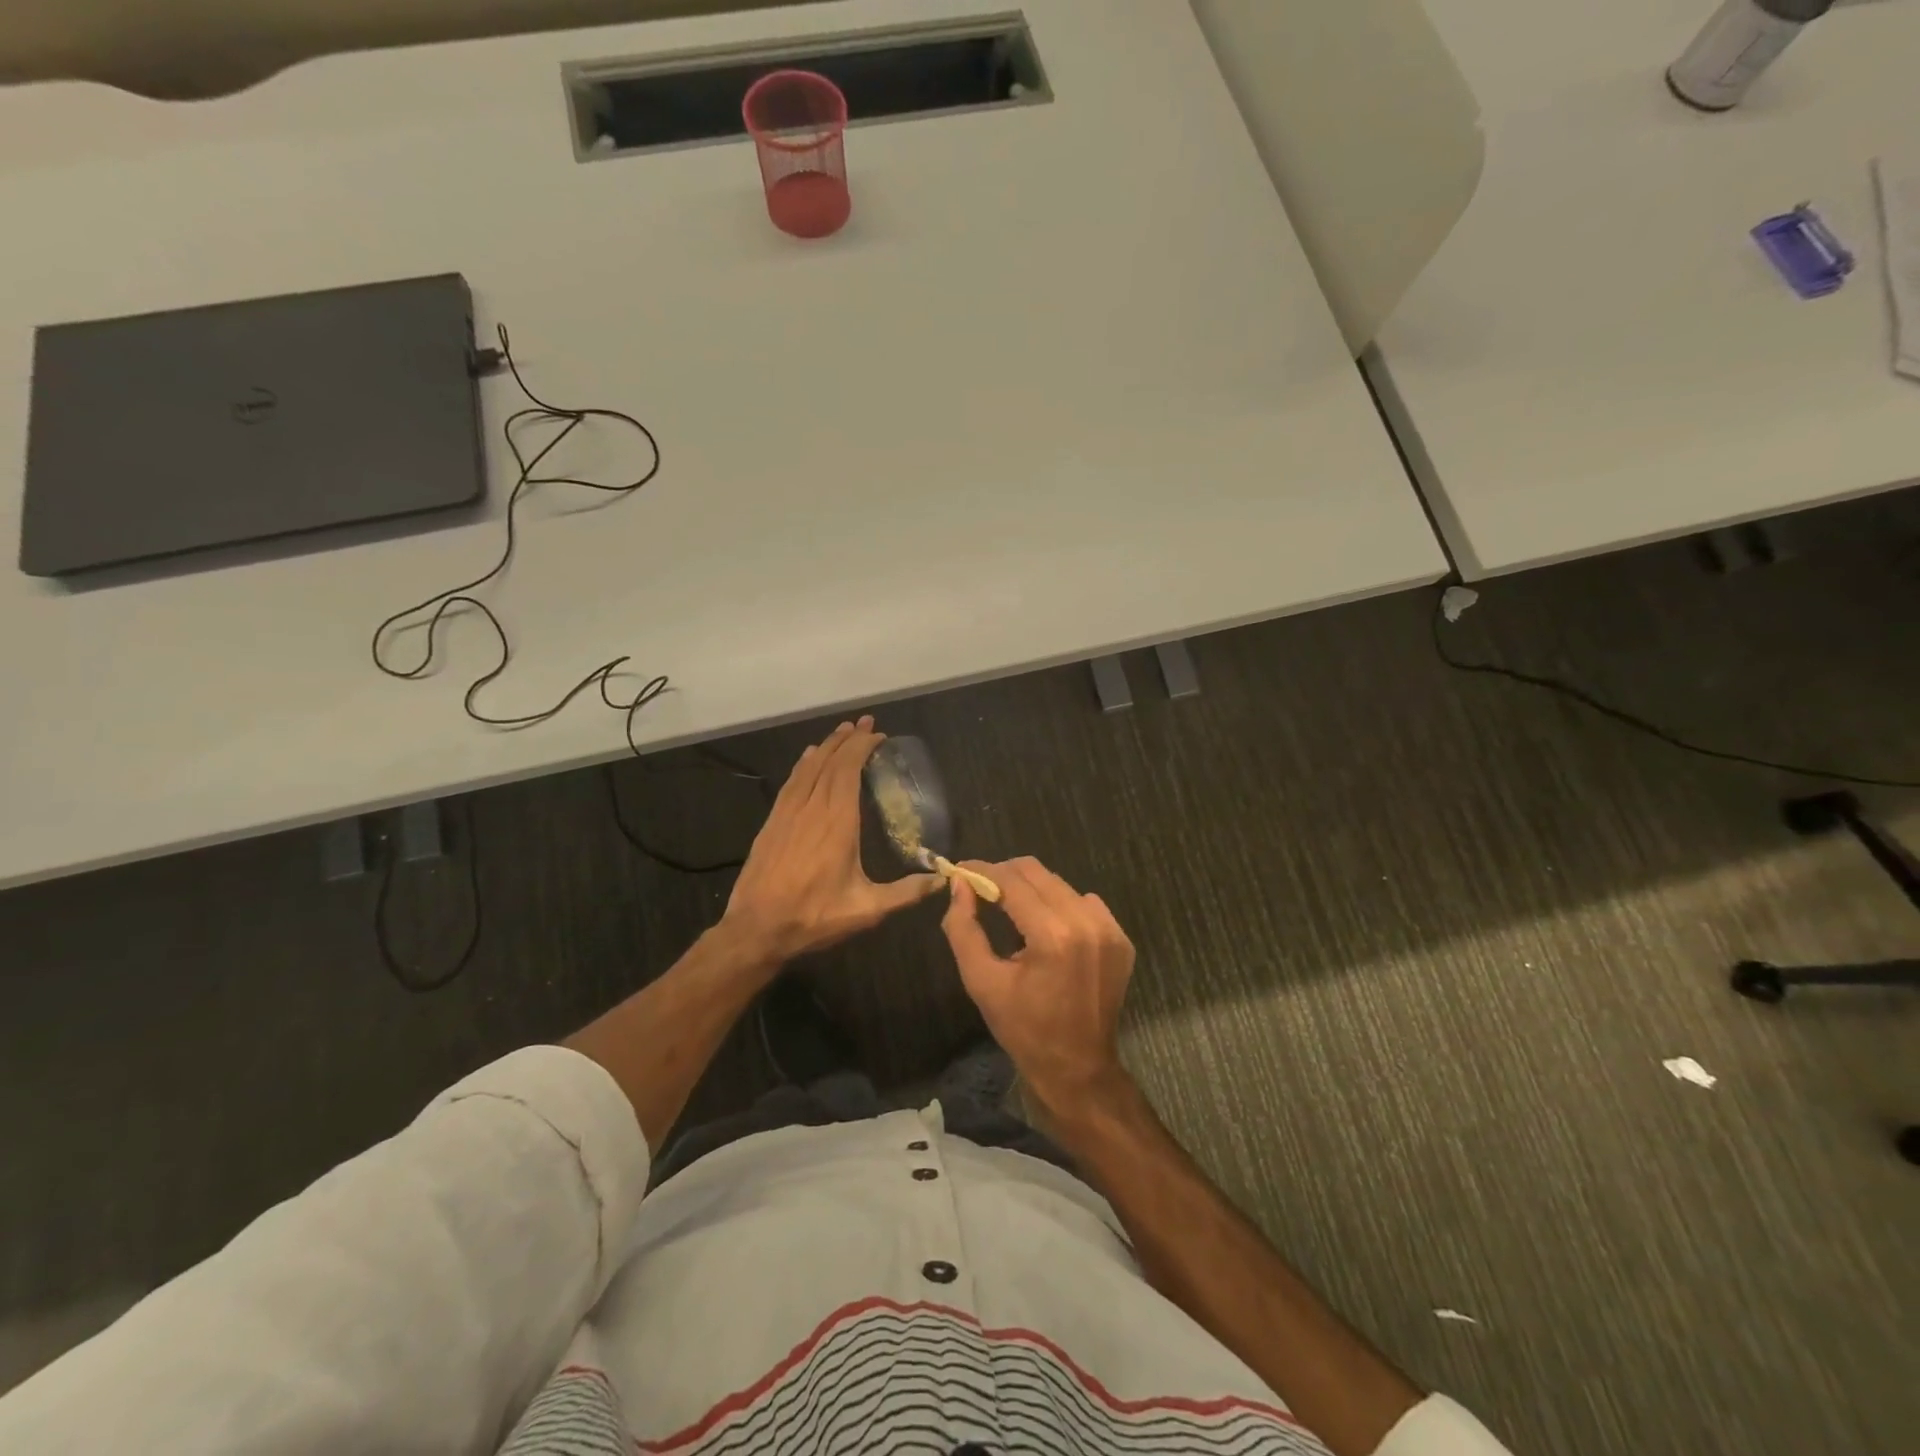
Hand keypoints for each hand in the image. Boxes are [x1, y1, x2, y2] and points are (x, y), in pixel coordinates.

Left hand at [723, 716, 940, 962]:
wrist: (756, 930)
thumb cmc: (814, 918)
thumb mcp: (866, 910)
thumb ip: (905, 893)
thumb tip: (940, 880)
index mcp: (837, 823)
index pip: (849, 771)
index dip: (862, 748)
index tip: (878, 735)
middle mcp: (812, 809)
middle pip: (830, 762)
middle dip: (849, 739)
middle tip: (866, 722)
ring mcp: (788, 814)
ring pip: (808, 768)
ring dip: (827, 746)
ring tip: (842, 731)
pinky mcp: (772, 823)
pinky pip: (791, 783)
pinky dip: (803, 764)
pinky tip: (808, 757)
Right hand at [941, 856, 1135, 1112]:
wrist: (1078, 1069)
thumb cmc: (1023, 1029)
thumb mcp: (981, 981)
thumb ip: (964, 928)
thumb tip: (959, 884)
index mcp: (1053, 936)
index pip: (1011, 881)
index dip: (982, 871)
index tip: (961, 869)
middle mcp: (1086, 923)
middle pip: (1037, 873)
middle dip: (1004, 875)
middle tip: (980, 887)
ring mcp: (1109, 929)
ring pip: (1060, 884)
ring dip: (1032, 889)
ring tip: (1010, 908)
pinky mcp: (1121, 938)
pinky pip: (1084, 902)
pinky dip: (1060, 905)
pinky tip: (1045, 927)